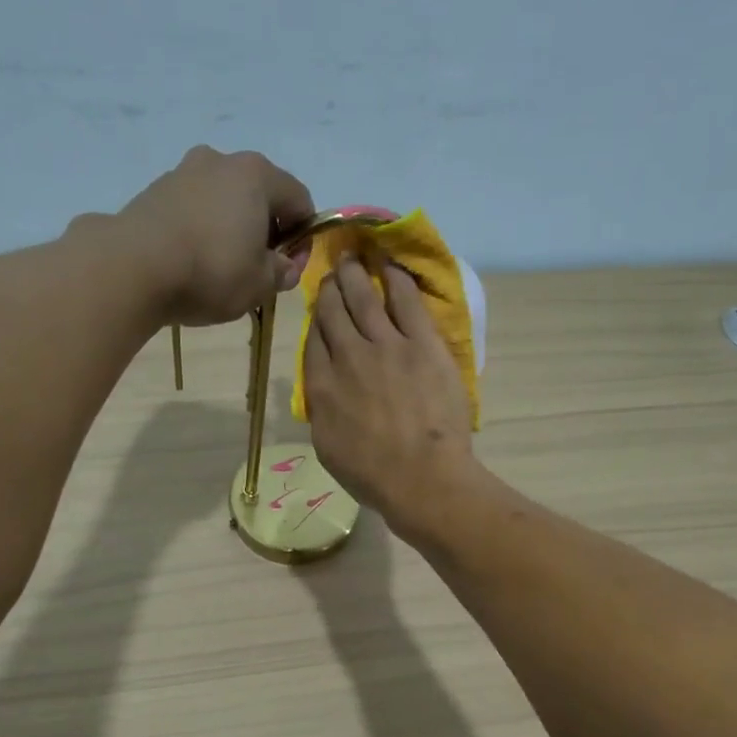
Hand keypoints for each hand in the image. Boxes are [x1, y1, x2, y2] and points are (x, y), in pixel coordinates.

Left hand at [111, 146, 314, 326]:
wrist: (134, 267)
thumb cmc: (211, 271)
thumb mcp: (260, 284)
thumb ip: (281, 272)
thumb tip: (284, 267)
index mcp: (257, 174)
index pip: (299, 200)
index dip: (303, 237)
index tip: (290, 270)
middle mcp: (222, 160)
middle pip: (259, 194)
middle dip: (266, 230)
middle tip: (259, 269)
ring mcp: (184, 171)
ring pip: (223, 199)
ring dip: (232, 228)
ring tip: (222, 267)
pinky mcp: (155, 190)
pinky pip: (193, 208)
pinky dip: (202, 229)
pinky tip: (193, 260)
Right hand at [304, 258, 479, 538]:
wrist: (422, 479)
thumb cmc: (373, 476)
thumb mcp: (328, 448)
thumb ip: (322, 410)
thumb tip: (323, 389)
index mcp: (321, 386)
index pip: (314, 340)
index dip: (316, 319)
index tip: (320, 309)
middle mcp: (348, 356)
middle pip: (334, 311)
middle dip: (331, 288)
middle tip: (333, 272)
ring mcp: (386, 345)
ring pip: (364, 297)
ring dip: (355, 274)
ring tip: (352, 257)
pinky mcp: (422, 343)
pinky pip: (406, 300)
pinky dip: (395, 278)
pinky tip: (390, 265)